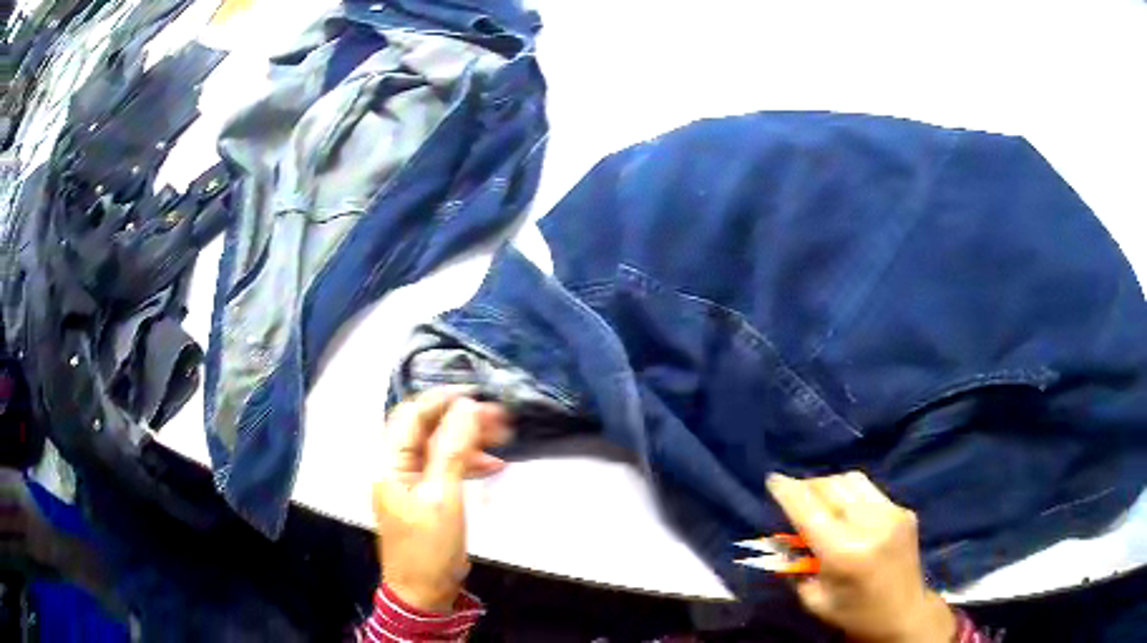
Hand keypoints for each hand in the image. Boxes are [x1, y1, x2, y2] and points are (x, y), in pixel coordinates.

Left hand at [373, 388, 510, 612]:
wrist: (425, 592)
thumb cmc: (429, 547)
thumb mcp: (443, 497)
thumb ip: (452, 450)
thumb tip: (466, 408)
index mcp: (389, 463)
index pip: (411, 416)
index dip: (441, 401)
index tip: (475, 395)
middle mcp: (395, 466)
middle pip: (426, 430)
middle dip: (461, 420)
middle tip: (498, 417)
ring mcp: (410, 482)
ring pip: (439, 447)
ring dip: (468, 440)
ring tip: (503, 436)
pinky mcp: (424, 496)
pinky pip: (444, 468)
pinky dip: (466, 463)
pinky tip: (493, 464)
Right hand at [766, 472, 955, 642]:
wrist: (904, 613)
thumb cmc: (854, 614)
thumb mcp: (814, 600)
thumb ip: (795, 568)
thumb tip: (781, 540)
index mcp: (844, 553)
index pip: (810, 511)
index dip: (789, 492)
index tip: (773, 479)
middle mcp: (870, 525)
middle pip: (832, 487)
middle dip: (808, 487)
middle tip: (794, 496)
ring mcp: (892, 514)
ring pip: (852, 481)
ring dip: (830, 486)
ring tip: (820, 502)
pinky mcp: (904, 511)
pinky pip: (870, 491)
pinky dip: (851, 496)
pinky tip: (848, 513)